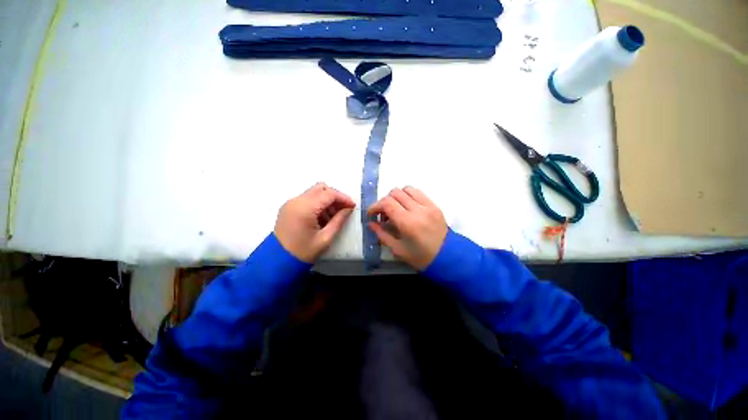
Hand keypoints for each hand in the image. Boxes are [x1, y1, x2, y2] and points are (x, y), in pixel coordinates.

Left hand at [275, 183, 355, 262]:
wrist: (278, 260)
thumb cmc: (303, 252)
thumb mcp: (324, 239)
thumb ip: (338, 221)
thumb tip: (348, 209)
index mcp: (305, 208)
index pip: (329, 194)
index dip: (343, 198)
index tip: (353, 206)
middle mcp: (296, 200)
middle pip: (320, 188)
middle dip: (334, 197)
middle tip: (343, 210)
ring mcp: (290, 203)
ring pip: (313, 192)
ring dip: (325, 201)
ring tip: (332, 218)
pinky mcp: (287, 207)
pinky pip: (305, 199)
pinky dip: (315, 204)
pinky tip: (320, 219)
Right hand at [367, 186, 447, 269]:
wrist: (446, 257)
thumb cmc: (421, 257)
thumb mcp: (398, 250)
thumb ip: (382, 234)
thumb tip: (371, 223)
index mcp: (408, 223)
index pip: (387, 203)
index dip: (375, 206)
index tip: (371, 214)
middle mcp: (418, 210)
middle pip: (395, 193)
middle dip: (385, 201)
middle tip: (383, 215)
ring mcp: (428, 206)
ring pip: (407, 189)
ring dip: (397, 196)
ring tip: (396, 209)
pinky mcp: (435, 205)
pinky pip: (419, 193)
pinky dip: (409, 196)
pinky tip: (407, 208)